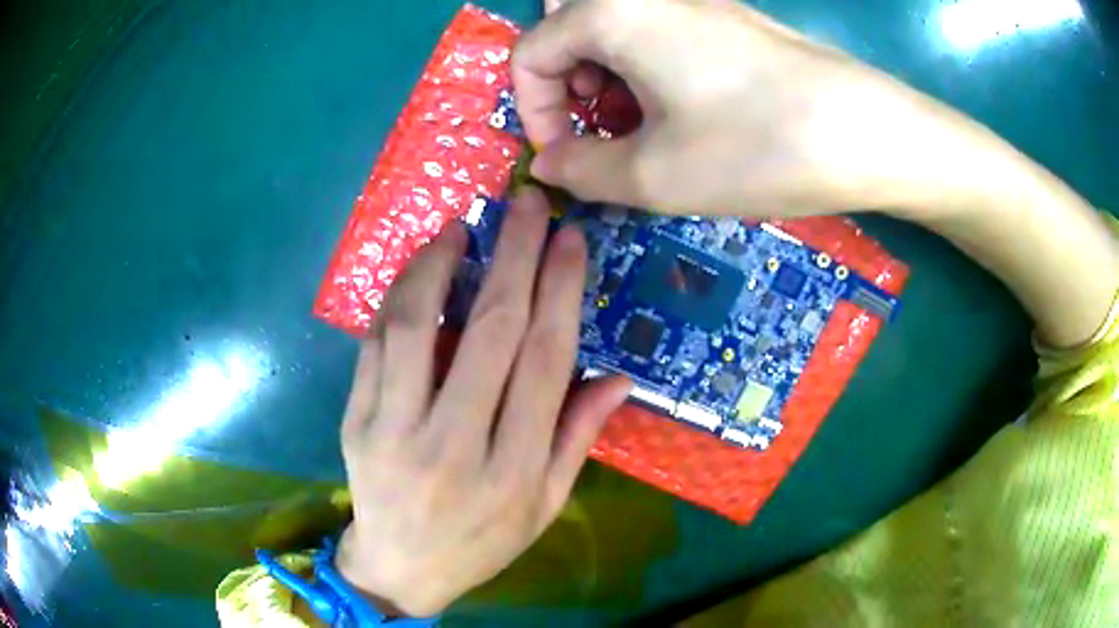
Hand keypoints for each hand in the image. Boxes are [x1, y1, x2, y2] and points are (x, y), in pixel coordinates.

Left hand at [333, 187, 630, 616]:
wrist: (400, 568)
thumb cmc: (482, 542)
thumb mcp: (545, 506)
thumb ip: (578, 439)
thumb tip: (618, 378)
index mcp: (512, 470)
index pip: (544, 361)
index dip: (560, 290)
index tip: (568, 238)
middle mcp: (454, 445)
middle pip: (490, 332)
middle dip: (513, 254)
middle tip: (526, 202)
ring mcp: (393, 432)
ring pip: (417, 328)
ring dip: (440, 265)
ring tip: (462, 226)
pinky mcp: (355, 422)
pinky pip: (375, 347)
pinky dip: (398, 299)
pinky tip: (419, 271)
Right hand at [513, 0, 955, 217]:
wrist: (868, 133)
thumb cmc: (755, 147)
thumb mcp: (653, 175)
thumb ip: (580, 170)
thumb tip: (548, 165)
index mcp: (611, 14)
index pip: (531, 53)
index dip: (533, 111)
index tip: (564, 158)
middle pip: (570, 28)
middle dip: (568, 82)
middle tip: (598, 127)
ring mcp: (695, 2)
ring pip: (617, 28)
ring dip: (608, 77)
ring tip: (641, 126)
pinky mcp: (730, 20)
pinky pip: (662, 33)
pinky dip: (650, 70)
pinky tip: (683, 111)